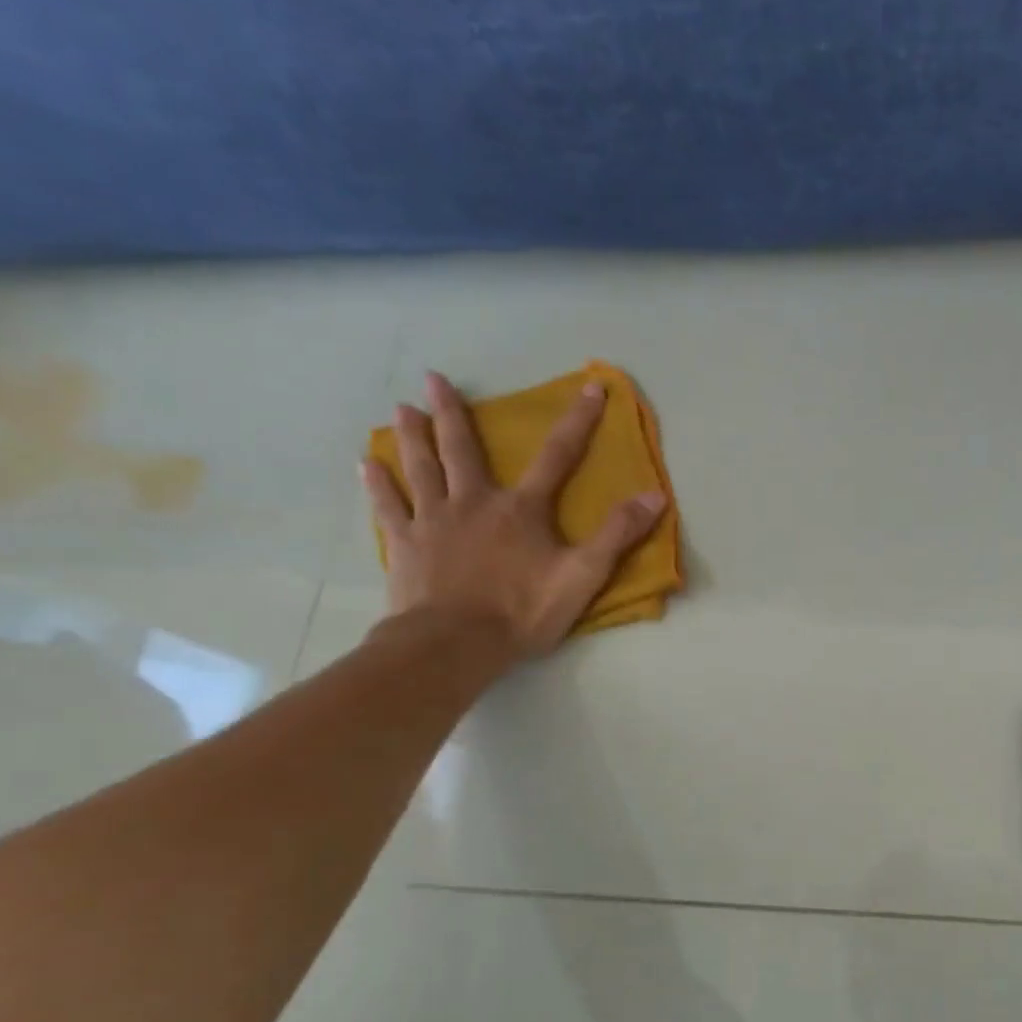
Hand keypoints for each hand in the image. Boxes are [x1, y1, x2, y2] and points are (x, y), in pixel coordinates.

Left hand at [361, 371, 664, 657]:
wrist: (454, 644)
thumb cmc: (522, 611)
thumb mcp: (583, 575)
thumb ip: (618, 534)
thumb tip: (655, 495)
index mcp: (522, 510)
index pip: (558, 456)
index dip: (578, 421)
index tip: (590, 388)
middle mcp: (474, 502)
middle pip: (463, 449)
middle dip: (453, 412)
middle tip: (434, 377)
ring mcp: (434, 521)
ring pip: (421, 468)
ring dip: (412, 436)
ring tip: (401, 408)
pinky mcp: (405, 545)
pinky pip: (388, 507)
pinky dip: (378, 484)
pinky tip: (367, 464)